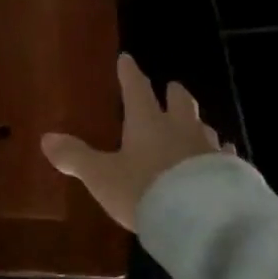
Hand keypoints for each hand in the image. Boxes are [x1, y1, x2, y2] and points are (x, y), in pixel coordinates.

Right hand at [41, 54, 230, 231]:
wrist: (201, 219)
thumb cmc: (145, 191)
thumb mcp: (102, 177)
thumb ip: (76, 158)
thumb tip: (46, 138)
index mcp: (147, 122)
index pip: (136, 89)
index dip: (129, 73)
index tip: (127, 58)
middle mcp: (181, 128)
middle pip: (181, 101)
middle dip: (173, 93)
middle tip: (171, 87)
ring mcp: (209, 148)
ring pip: (205, 126)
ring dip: (197, 124)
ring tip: (196, 126)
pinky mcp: (230, 170)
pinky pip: (225, 155)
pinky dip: (220, 153)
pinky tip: (224, 157)